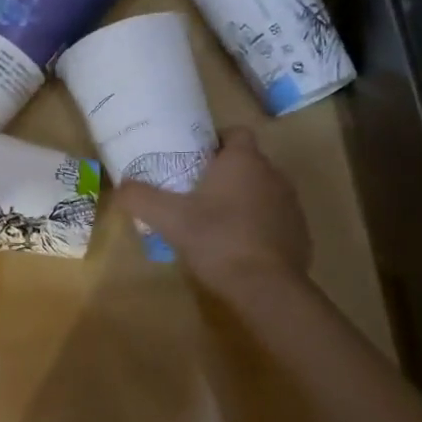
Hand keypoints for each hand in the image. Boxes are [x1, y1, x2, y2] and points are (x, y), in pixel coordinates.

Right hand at [117, 127, 311, 296]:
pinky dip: (260, 226)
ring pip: (263, 191)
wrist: (267, 288)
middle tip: (197, 191)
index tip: (195, 158)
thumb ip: (141, 198)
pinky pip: (275, 219)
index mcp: (244, 160)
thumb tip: (120, 186)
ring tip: (217, 221)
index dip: (216, 141)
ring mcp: (291, 205)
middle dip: (226, 173)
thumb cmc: (217, 240)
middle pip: (248, 163)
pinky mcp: (301, 234)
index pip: (236, 133)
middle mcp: (273, 174)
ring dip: (244, 200)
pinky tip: (240, 247)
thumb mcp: (169, 218)